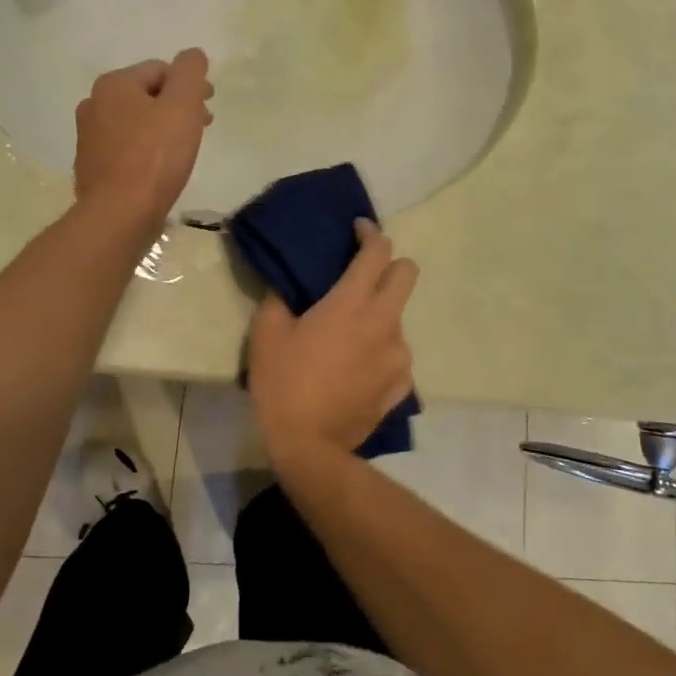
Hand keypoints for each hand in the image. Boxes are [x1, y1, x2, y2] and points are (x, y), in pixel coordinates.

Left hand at [73, 49, 213, 231]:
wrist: (119, 214)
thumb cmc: (155, 157)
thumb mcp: (182, 106)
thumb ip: (190, 73)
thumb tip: (193, 54)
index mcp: (113, 84)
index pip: (160, 70)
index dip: (190, 86)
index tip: (208, 110)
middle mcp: (93, 104)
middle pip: (146, 96)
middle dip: (176, 108)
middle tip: (200, 129)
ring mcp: (88, 137)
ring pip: (135, 123)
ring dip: (160, 129)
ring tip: (181, 152)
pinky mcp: (91, 167)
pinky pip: (125, 149)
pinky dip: (144, 152)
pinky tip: (158, 171)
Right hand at [248, 219, 419, 468]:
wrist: (309, 445)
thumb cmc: (284, 383)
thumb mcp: (267, 334)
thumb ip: (280, 299)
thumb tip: (289, 288)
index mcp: (352, 303)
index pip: (377, 251)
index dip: (370, 233)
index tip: (358, 230)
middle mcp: (385, 322)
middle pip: (408, 273)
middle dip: (390, 264)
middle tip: (364, 275)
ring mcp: (399, 354)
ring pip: (399, 318)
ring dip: (380, 315)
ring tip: (352, 335)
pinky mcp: (401, 384)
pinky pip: (397, 355)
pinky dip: (381, 352)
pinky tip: (359, 367)